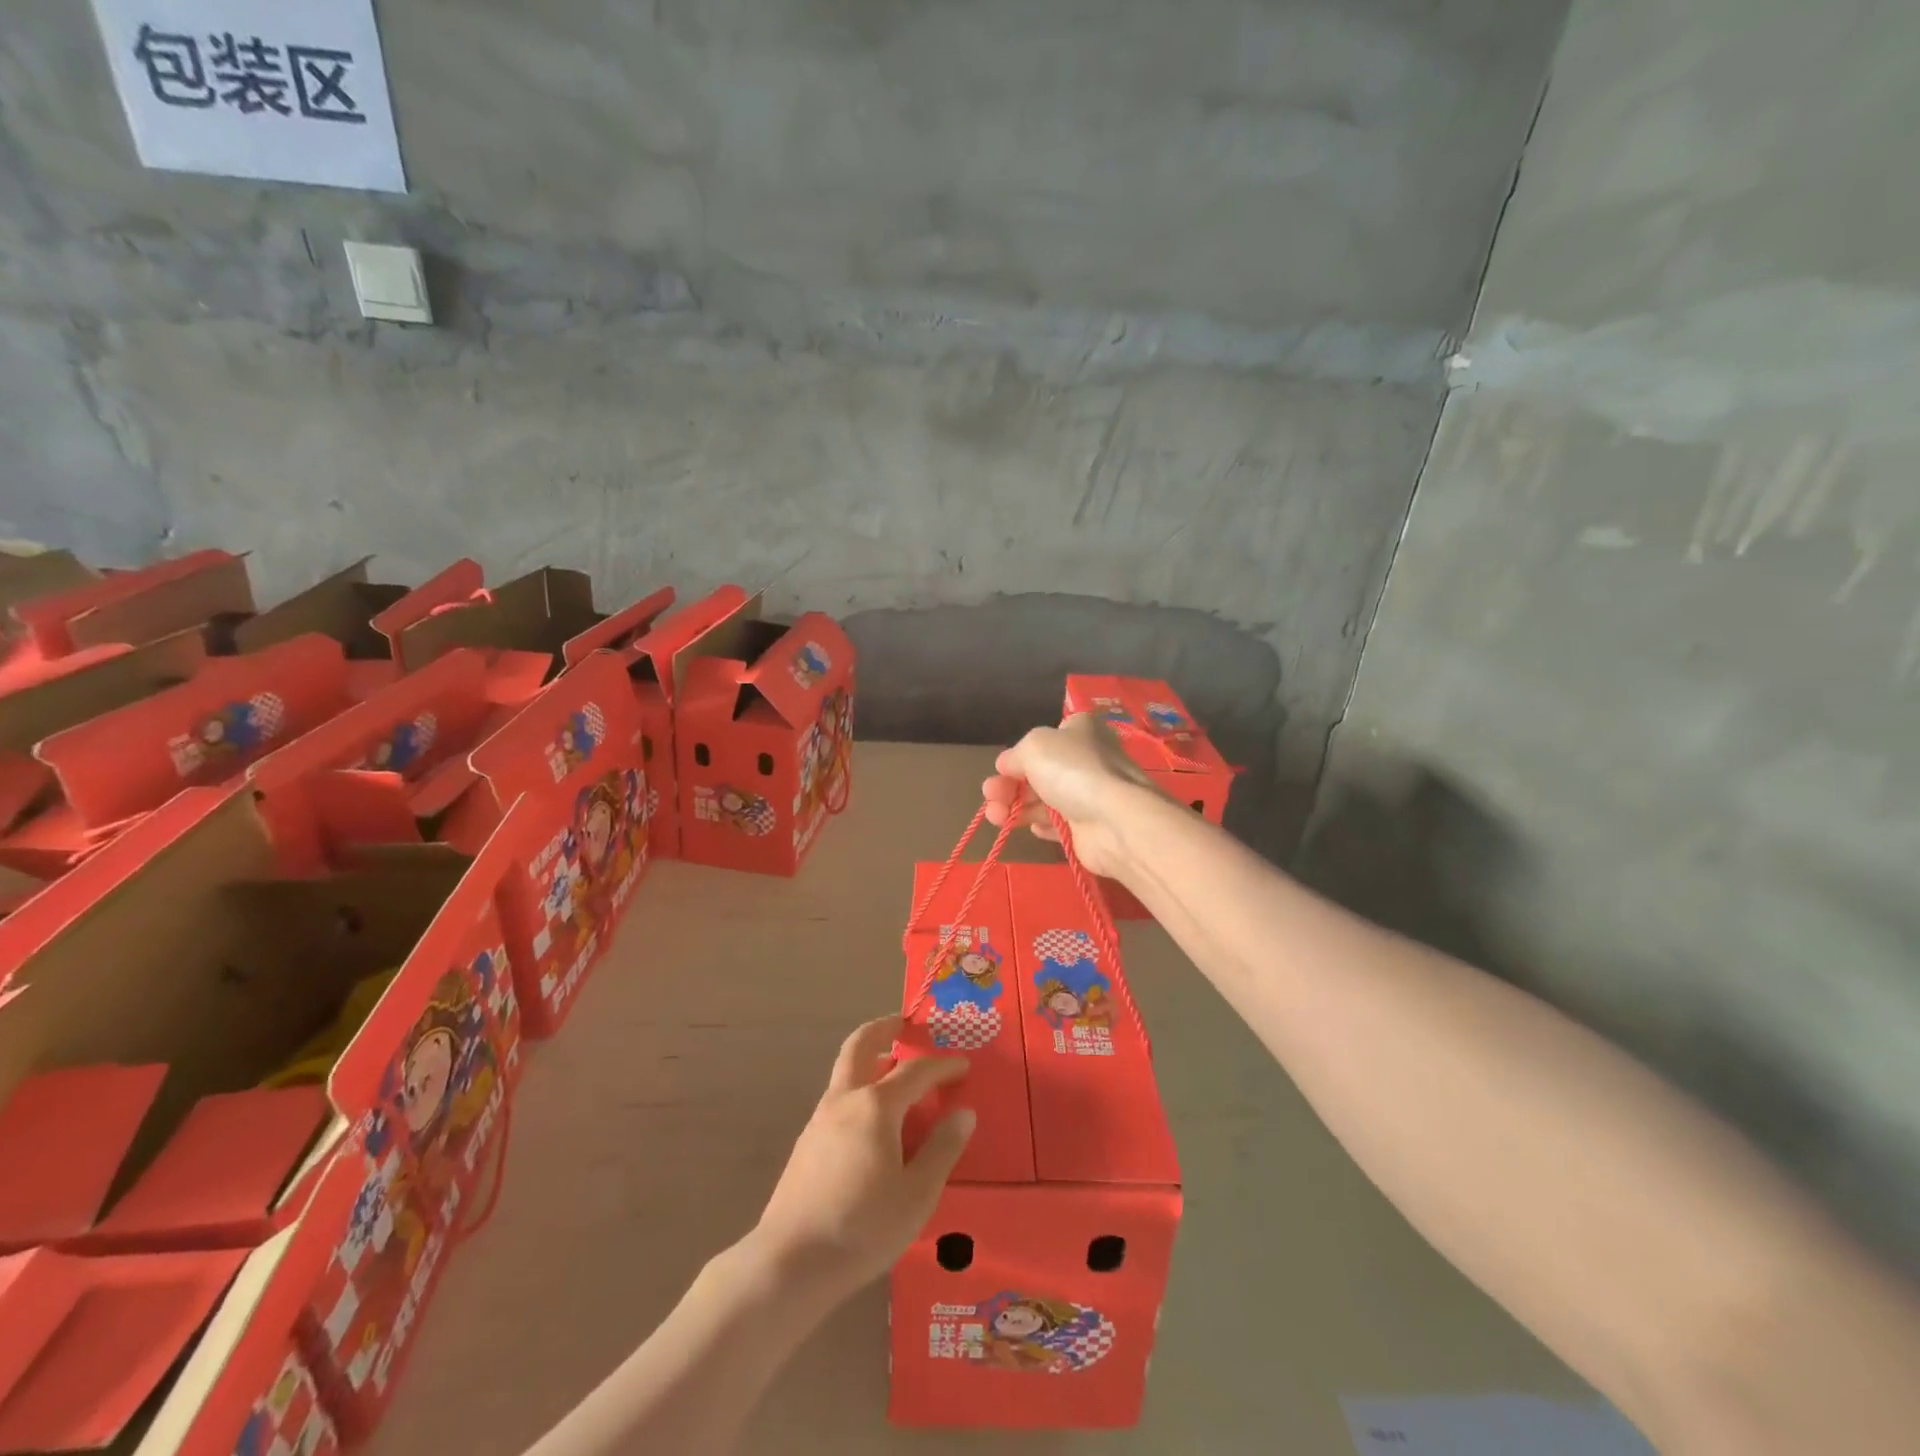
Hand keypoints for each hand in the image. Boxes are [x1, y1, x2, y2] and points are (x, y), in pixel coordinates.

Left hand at [754, 1016, 974, 1297]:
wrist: (790, 1263)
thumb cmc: (862, 1228)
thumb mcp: (917, 1195)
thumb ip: (942, 1149)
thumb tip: (963, 1113)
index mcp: (876, 1107)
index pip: (915, 1072)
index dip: (942, 1066)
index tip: (962, 1066)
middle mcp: (845, 1100)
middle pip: (861, 1046)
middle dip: (883, 1029)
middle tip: (903, 1024)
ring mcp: (820, 1119)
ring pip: (846, 1072)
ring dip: (870, 1059)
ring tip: (894, 1072)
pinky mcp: (807, 1143)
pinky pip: (839, 1098)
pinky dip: (859, 1089)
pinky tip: (872, 1121)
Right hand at [981, 714, 1160, 877]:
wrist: (1113, 821)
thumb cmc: (1072, 771)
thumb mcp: (1034, 746)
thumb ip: (1014, 755)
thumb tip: (1005, 765)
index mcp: (1081, 730)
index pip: (1046, 738)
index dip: (1020, 753)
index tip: (1001, 768)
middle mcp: (1088, 759)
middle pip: (1040, 771)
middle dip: (1009, 784)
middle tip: (989, 795)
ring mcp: (1090, 794)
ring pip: (1045, 799)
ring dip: (1016, 806)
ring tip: (995, 816)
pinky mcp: (1089, 827)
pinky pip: (1058, 823)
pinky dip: (1041, 824)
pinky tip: (1030, 827)